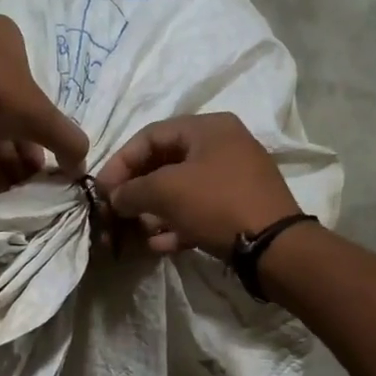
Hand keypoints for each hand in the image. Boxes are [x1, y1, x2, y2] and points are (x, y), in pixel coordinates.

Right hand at [95, 113, 299, 255]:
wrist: (274, 247)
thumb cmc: (217, 204)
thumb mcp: (166, 191)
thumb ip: (132, 190)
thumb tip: (114, 197)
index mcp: (208, 128)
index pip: (150, 135)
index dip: (121, 161)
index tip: (101, 189)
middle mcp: (222, 146)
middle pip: (165, 163)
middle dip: (136, 190)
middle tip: (115, 212)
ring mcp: (233, 178)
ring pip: (181, 190)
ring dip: (154, 211)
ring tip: (135, 232)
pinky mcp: (238, 209)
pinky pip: (198, 211)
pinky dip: (176, 225)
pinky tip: (158, 246)